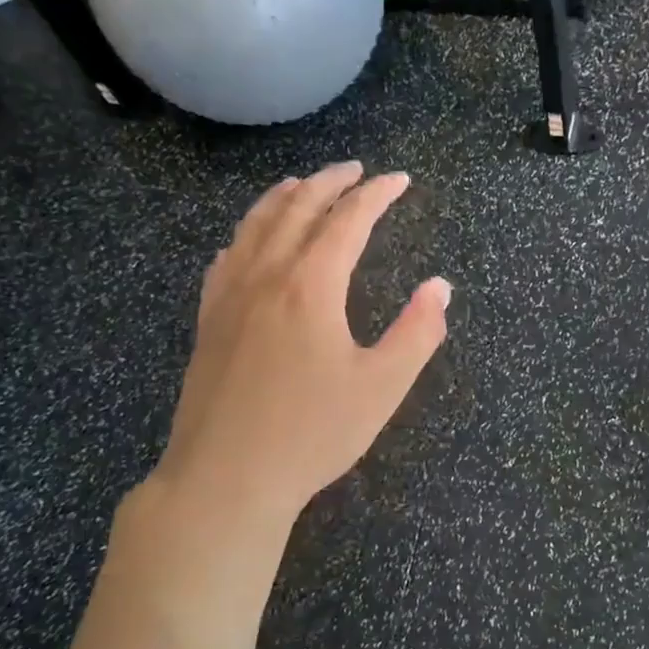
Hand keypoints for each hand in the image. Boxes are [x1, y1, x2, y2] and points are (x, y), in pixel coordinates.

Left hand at [125, 161, 449, 575]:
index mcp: (311, 286)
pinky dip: (247, 231)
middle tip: (357, 169)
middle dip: (331, 182)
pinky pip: (227, 256)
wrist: (225, 479)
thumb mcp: (382, 387)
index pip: (348, 220)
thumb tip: (440, 286)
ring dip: (284, 196)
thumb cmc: (312, 434)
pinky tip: (250, 238)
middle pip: (297, 209)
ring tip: (305, 184)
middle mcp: (266, 277)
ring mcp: (229, 296)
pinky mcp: (208, 320)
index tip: (400, 180)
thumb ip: (418, 332)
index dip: (377, 194)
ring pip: (255, 225)